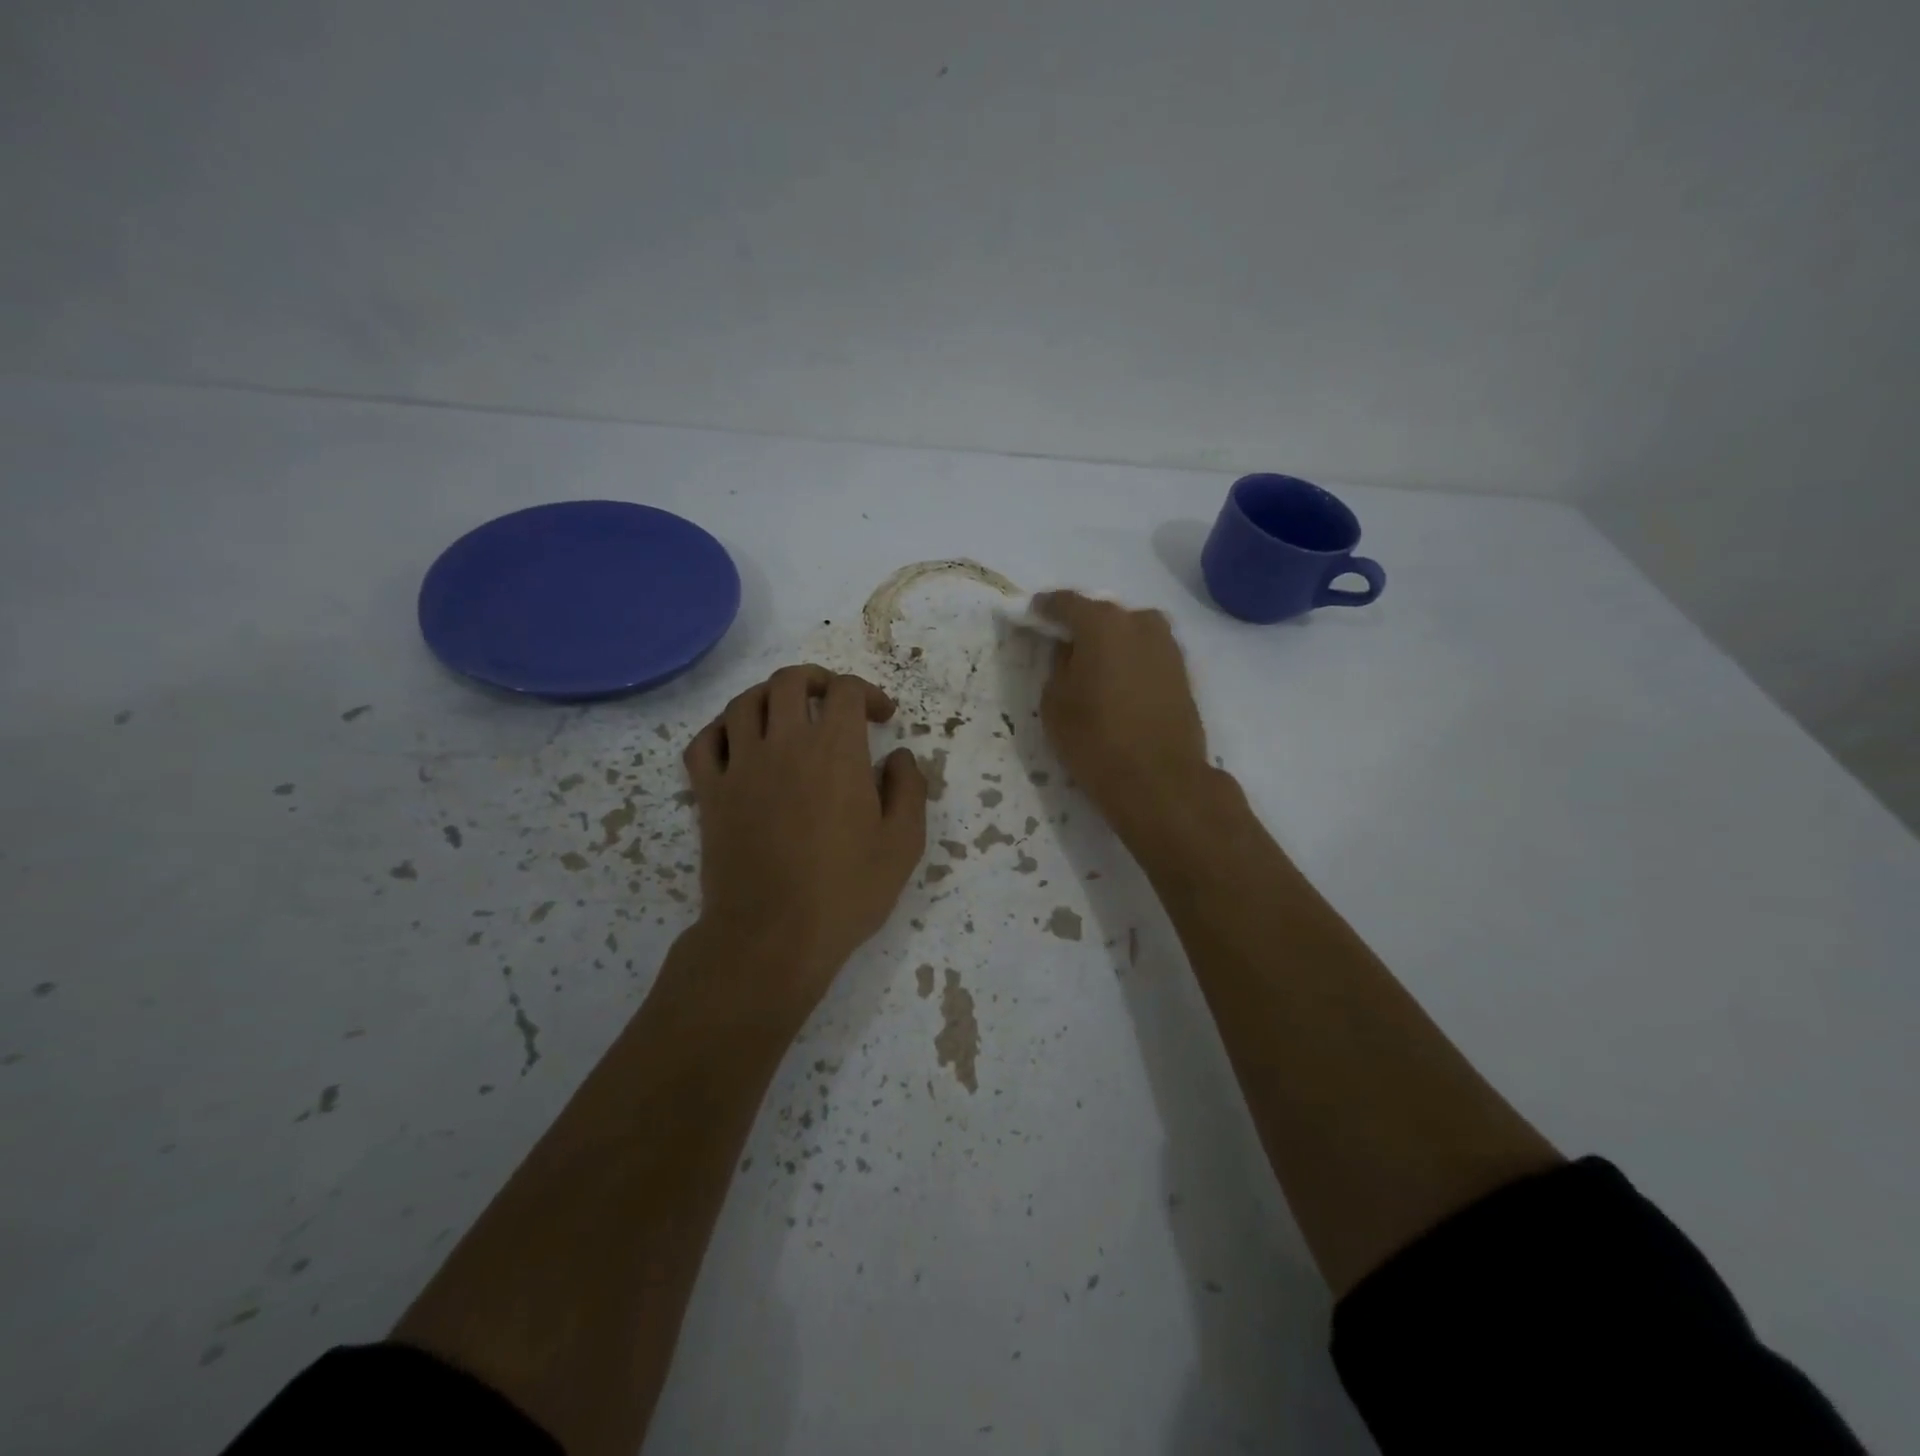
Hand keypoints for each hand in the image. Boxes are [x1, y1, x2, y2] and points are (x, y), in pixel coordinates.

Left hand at [683, 665, 926, 1014]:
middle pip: (789, 681)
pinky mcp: (709, 794)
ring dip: (769, 697)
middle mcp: (784, 744)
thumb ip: (908, 789)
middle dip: (816, 680)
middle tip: (832, 701)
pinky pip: (703, 742)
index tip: (882, 716)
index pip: (845, 691)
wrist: (773, 937)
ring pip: (744, 703)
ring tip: (786, 715)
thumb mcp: (903, 844)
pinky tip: (738, 742)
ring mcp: (740, 766)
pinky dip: (720, 730)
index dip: (867, 693)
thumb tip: (898, 756)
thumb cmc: (846, 891)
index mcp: (835, 751)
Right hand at [1032, 591, 1211, 831]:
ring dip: (1110, 642)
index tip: (1033, 616)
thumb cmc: (1096, 740)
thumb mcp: (1055, 703)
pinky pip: (1147, 652)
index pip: (1066, 602)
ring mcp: (1167, 645)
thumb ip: (1058, 666)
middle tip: (1063, 645)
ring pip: (1129, 632)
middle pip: (1102, 614)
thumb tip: (1069, 651)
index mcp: (1102, 623)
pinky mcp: (1183, 670)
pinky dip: (1130, 659)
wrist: (1160, 781)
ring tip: (1092, 666)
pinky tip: (1118, 681)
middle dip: (1081, 625)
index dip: (1045, 609)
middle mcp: (1139, 622)